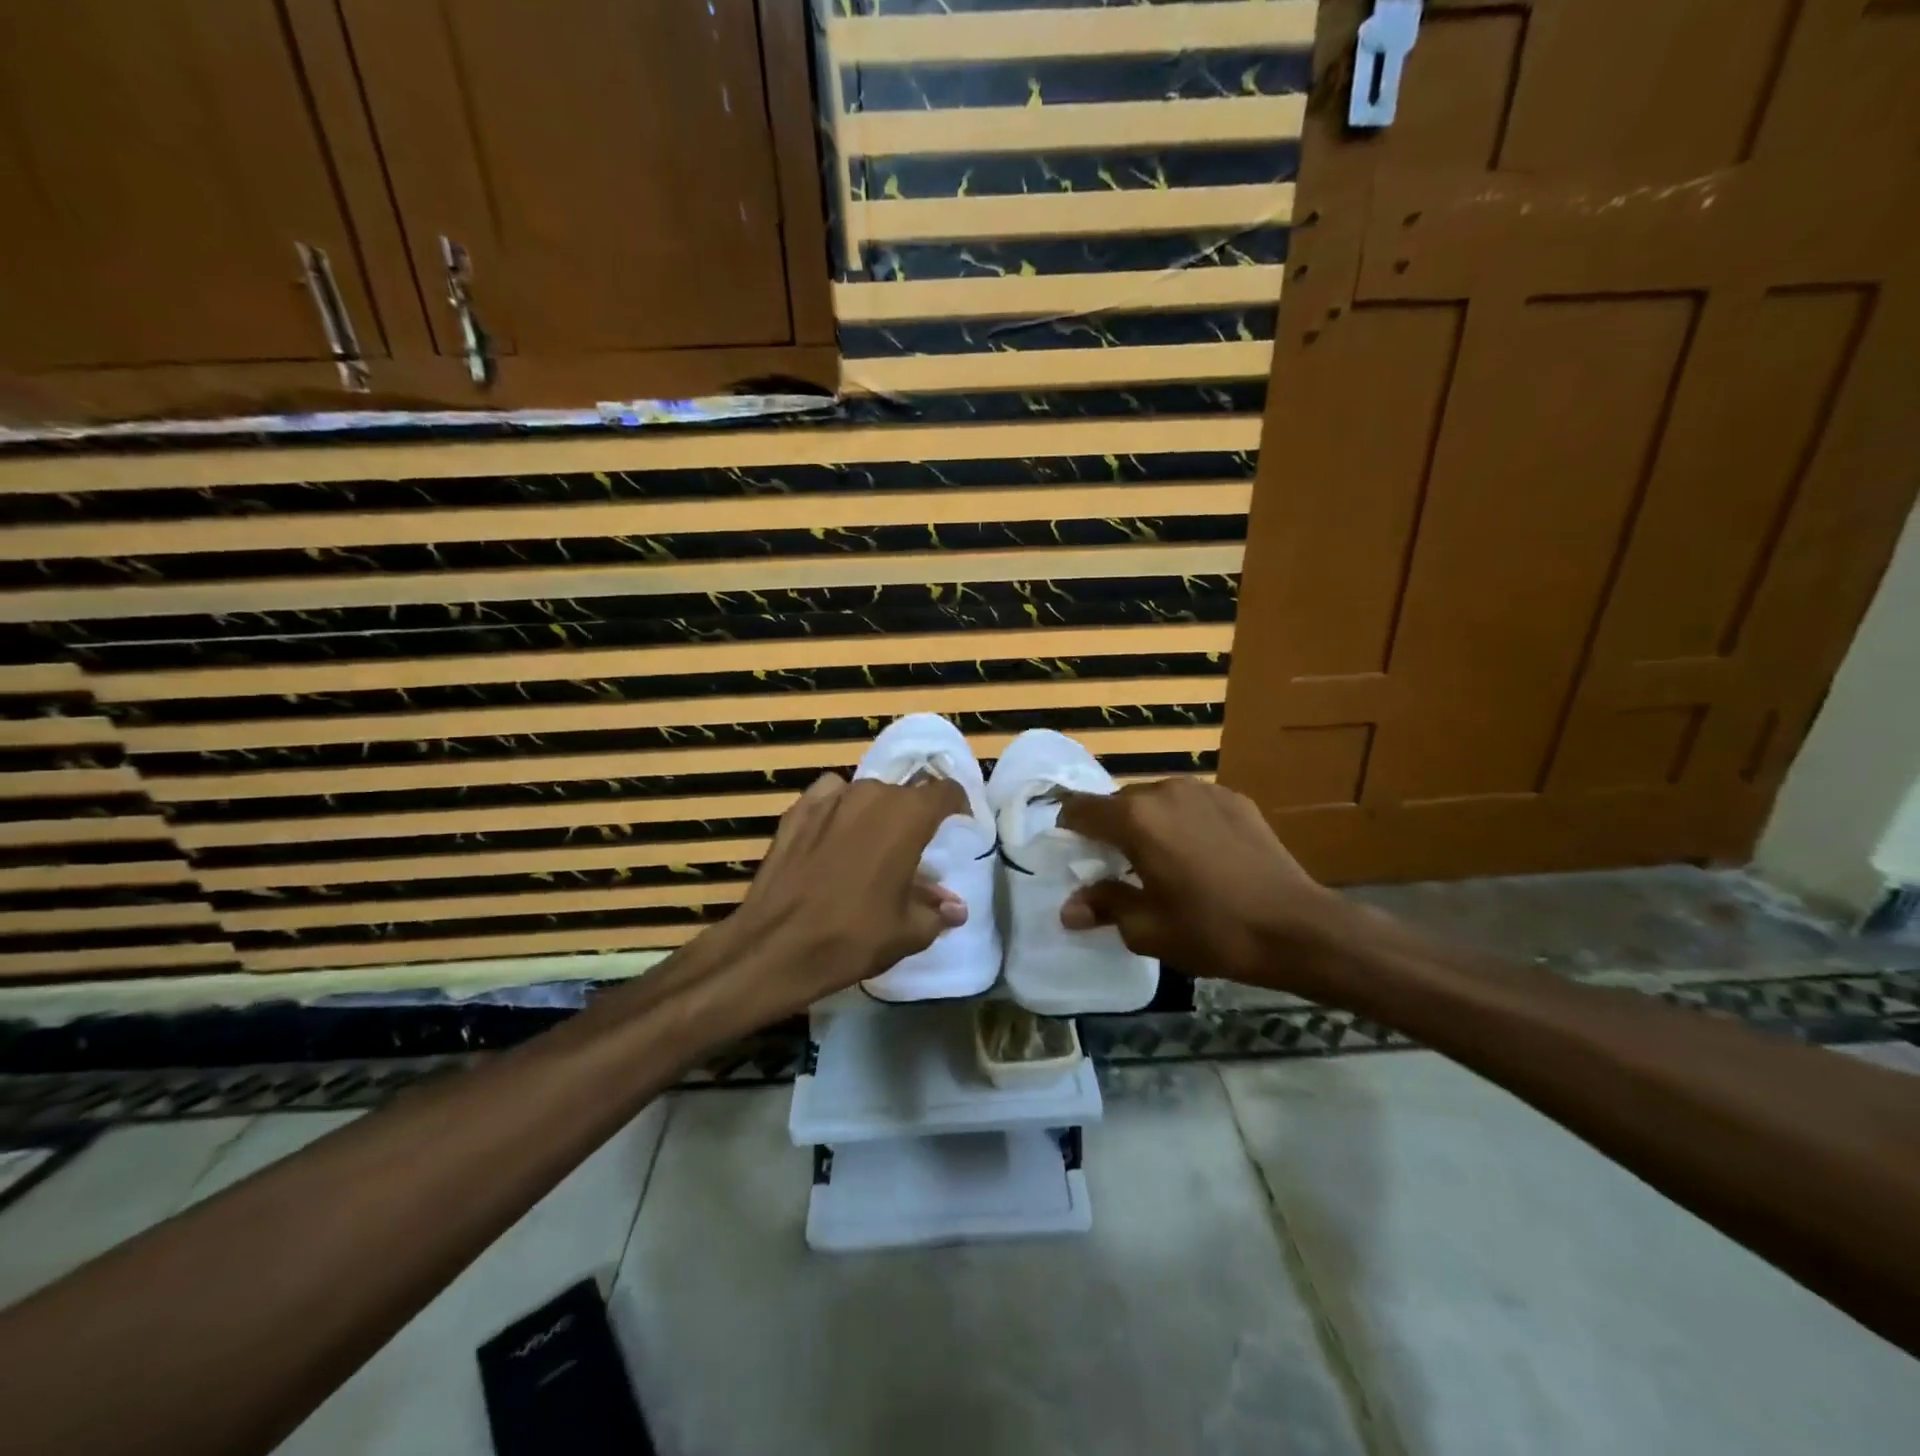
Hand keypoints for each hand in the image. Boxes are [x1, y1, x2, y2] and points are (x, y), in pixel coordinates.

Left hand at [710, 772, 968, 1020]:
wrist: (776, 946)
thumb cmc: (853, 937)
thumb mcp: (908, 932)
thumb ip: (937, 911)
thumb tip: (956, 908)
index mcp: (908, 815)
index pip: (945, 791)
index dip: (957, 805)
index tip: (958, 825)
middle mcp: (872, 794)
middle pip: (905, 794)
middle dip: (914, 817)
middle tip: (913, 851)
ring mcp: (830, 798)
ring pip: (867, 794)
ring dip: (876, 814)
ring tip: (872, 847)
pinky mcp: (797, 809)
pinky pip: (830, 796)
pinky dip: (839, 809)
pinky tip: (835, 835)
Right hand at [1058, 777, 1347, 987]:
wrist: (1298, 928)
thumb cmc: (1213, 931)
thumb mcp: (1148, 929)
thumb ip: (1104, 907)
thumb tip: (1069, 909)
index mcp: (1135, 819)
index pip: (1080, 809)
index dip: (1068, 828)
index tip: (1071, 853)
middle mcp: (1164, 791)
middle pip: (1118, 803)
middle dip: (1110, 831)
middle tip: (1118, 869)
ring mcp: (1204, 791)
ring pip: (1156, 801)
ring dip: (1148, 825)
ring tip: (1162, 862)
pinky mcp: (1235, 799)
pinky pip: (1191, 804)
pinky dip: (1183, 823)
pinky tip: (1201, 857)